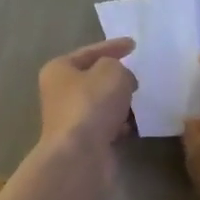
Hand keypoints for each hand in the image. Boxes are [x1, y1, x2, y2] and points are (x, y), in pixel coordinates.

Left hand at [38, 37, 137, 154]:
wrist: (81, 155)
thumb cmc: (92, 104)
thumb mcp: (112, 71)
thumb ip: (120, 68)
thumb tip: (123, 82)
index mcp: (59, 70)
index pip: (90, 52)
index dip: (113, 46)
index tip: (134, 45)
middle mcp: (60, 93)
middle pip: (93, 79)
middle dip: (116, 77)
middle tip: (138, 75)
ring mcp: (71, 119)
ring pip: (101, 104)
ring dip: (120, 103)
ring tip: (141, 100)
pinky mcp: (83, 141)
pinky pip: (106, 126)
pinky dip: (120, 124)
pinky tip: (134, 125)